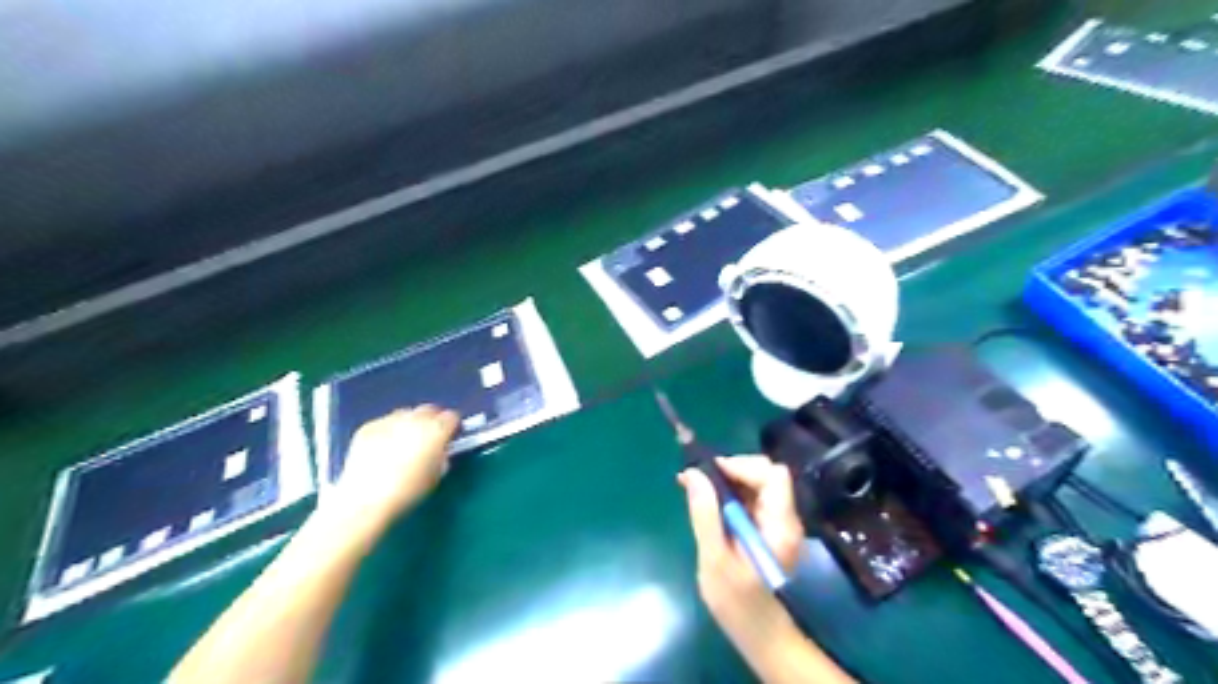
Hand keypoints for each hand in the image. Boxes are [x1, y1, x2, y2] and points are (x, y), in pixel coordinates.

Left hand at [330, 407, 461, 533]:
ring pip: (405, 414)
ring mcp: (389, 420)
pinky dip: (387, 431)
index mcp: (437, 430)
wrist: (366, 499)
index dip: (452, 427)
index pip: (451, 417)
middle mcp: (415, 419)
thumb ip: (442, 456)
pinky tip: (382, 448)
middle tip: (428, 438)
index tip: (449, 437)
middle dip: (431, 420)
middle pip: (429, 410)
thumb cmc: (409, 491)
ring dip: (409, 423)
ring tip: (403, 441)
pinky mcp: (368, 427)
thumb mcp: (436, 475)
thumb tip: (440, 450)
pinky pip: (384, 423)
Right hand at [675, 459, 805, 663]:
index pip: (772, 475)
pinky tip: (707, 504)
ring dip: (727, 481)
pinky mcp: (767, 529)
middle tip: (697, 481)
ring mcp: (777, 523)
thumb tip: (694, 474)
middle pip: (765, 474)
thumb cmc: (738, 603)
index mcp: (779, 524)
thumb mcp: (715, 559)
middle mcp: (784, 517)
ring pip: (756, 484)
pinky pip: (751, 498)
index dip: (741, 466)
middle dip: (731, 470)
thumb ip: (706, 515)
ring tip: (695, 489)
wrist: (760, 635)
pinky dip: (729, 494)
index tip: (708, 474)